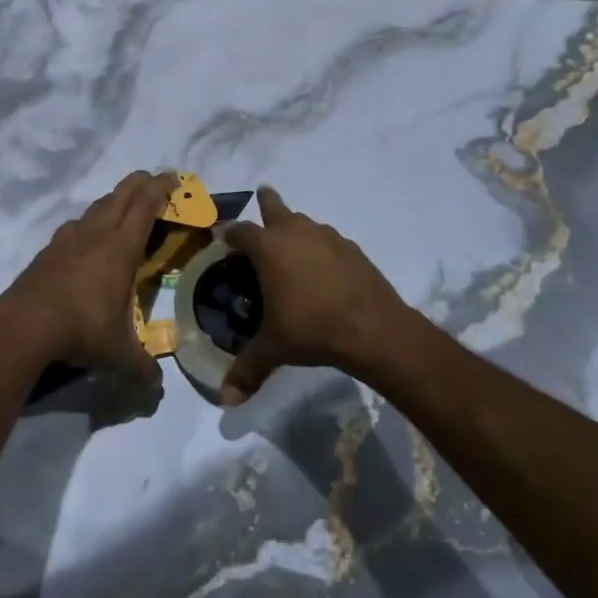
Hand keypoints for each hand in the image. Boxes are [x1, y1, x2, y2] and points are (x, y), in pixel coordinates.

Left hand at [0, 170, 175, 383]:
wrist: (24, 326)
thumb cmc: (80, 330)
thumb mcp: (118, 354)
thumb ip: (142, 367)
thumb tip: (156, 387)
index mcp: (121, 248)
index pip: (146, 206)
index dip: (161, 188)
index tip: (173, 178)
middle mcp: (96, 234)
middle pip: (121, 195)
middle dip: (141, 183)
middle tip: (154, 181)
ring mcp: (68, 238)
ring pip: (96, 207)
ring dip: (114, 200)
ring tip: (123, 207)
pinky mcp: (48, 250)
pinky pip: (75, 225)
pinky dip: (89, 221)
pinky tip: (87, 236)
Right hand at [218, 187, 414, 404]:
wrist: (374, 329)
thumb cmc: (312, 329)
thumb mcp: (274, 349)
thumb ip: (248, 370)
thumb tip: (226, 400)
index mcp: (268, 247)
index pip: (240, 231)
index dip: (229, 235)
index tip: (223, 239)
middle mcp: (295, 232)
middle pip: (275, 206)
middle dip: (266, 202)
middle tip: (262, 197)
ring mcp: (327, 237)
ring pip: (305, 222)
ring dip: (295, 227)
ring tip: (291, 245)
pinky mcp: (353, 249)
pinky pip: (328, 240)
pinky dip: (320, 247)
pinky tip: (323, 268)